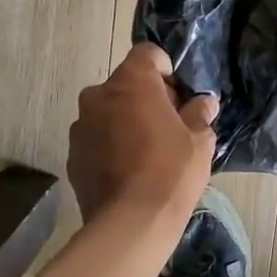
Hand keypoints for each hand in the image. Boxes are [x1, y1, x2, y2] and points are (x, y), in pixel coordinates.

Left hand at [68, 44, 217, 225]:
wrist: (130, 223)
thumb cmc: (172, 171)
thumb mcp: (200, 141)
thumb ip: (199, 114)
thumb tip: (204, 103)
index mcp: (131, 82)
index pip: (147, 53)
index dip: (166, 70)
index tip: (179, 95)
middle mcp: (98, 95)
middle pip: (126, 83)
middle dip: (146, 97)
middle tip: (169, 124)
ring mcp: (80, 126)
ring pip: (108, 111)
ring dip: (126, 120)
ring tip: (147, 150)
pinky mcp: (72, 154)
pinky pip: (97, 137)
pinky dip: (111, 144)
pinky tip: (129, 170)